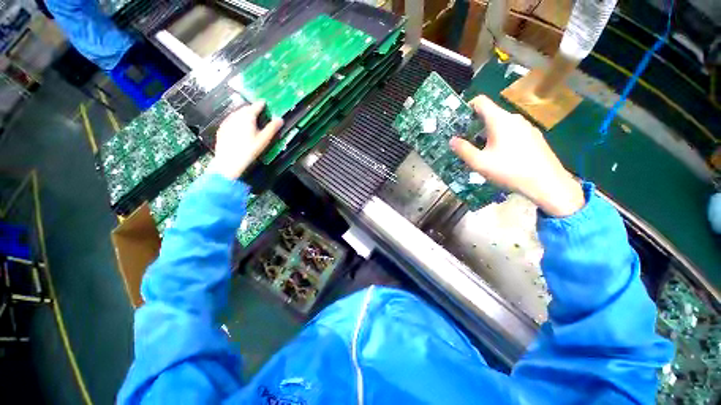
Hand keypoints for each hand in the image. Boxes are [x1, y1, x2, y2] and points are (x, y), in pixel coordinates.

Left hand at [209, 102, 282, 179]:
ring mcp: (227, 121)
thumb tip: (280, 119)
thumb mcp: (264, 139)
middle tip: (259, 113)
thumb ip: (272, 128)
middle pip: (245, 108)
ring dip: (244, 114)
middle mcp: (236, 115)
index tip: (265, 104)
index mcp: (247, 116)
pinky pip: (231, 120)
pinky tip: (240, 128)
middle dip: (252, 109)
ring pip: (237, 114)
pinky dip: (237, 121)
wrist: (229, 161)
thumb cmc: (249, 150)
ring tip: (250, 120)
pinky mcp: (222, 128)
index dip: (262, 104)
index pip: (256, 106)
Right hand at [450, 95, 583, 216]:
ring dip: (488, 133)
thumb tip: (452, 140)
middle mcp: (514, 118)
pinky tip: (501, 156)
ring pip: (502, 124)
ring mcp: (527, 126)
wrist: (547, 183)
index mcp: (500, 120)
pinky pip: (513, 131)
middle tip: (466, 141)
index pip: (480, 101)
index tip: (458, 121)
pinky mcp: (534, 136)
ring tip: (482, 151)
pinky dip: (502, 137)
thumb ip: (463, 150)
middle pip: (491, 114)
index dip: (467, 107)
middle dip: (476, 125)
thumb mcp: (480, 163)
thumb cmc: (509, 170)